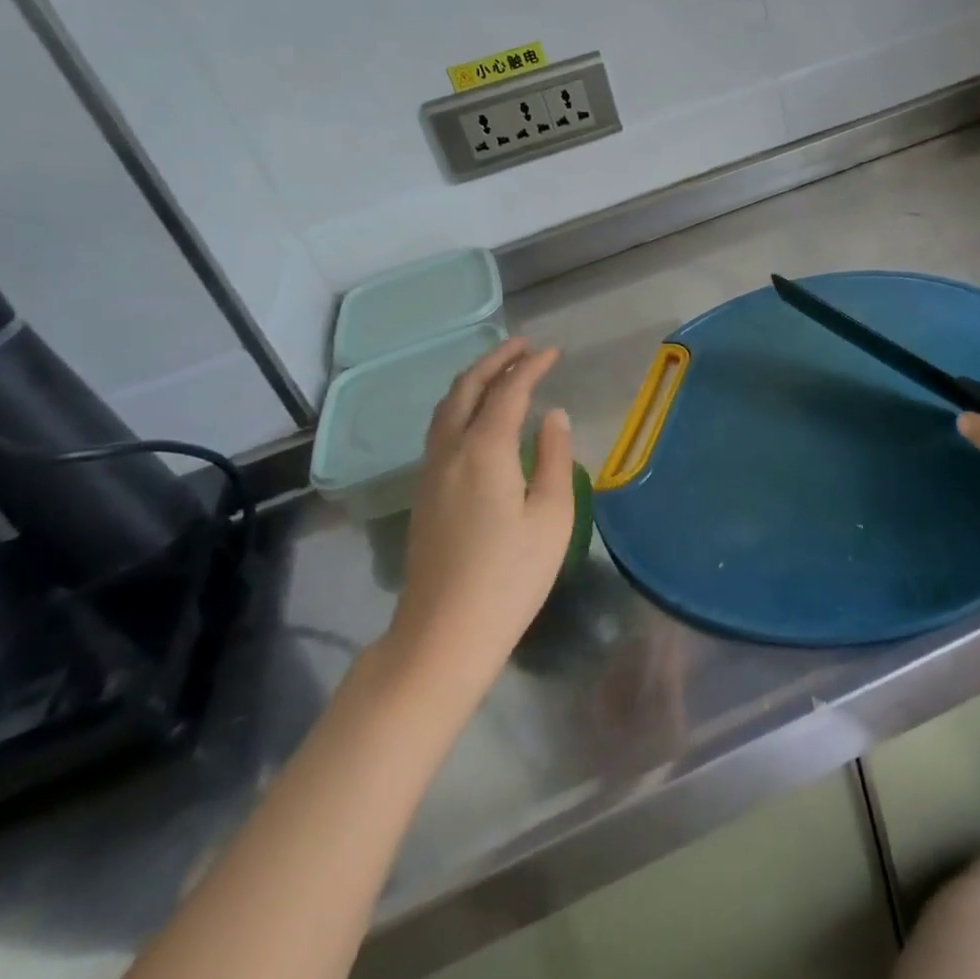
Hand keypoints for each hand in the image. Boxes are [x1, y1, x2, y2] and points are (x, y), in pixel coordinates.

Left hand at [379, 338, 575, 706]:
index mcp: (485, 450)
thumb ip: (555, 459)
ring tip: (498, 369)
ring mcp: (430, 472)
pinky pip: (439, 428)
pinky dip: (460, 404)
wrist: (444, 633)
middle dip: (494, 360)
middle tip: (522, 345)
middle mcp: (450, 450)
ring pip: (446, 407)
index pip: (508, 391)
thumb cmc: (510, 576)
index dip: (531, 366)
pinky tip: (476, 416)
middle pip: (466, 389)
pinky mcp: (424, 492)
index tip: (553, 352)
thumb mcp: (551, 517)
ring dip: (472, 380)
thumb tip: (554, 416)